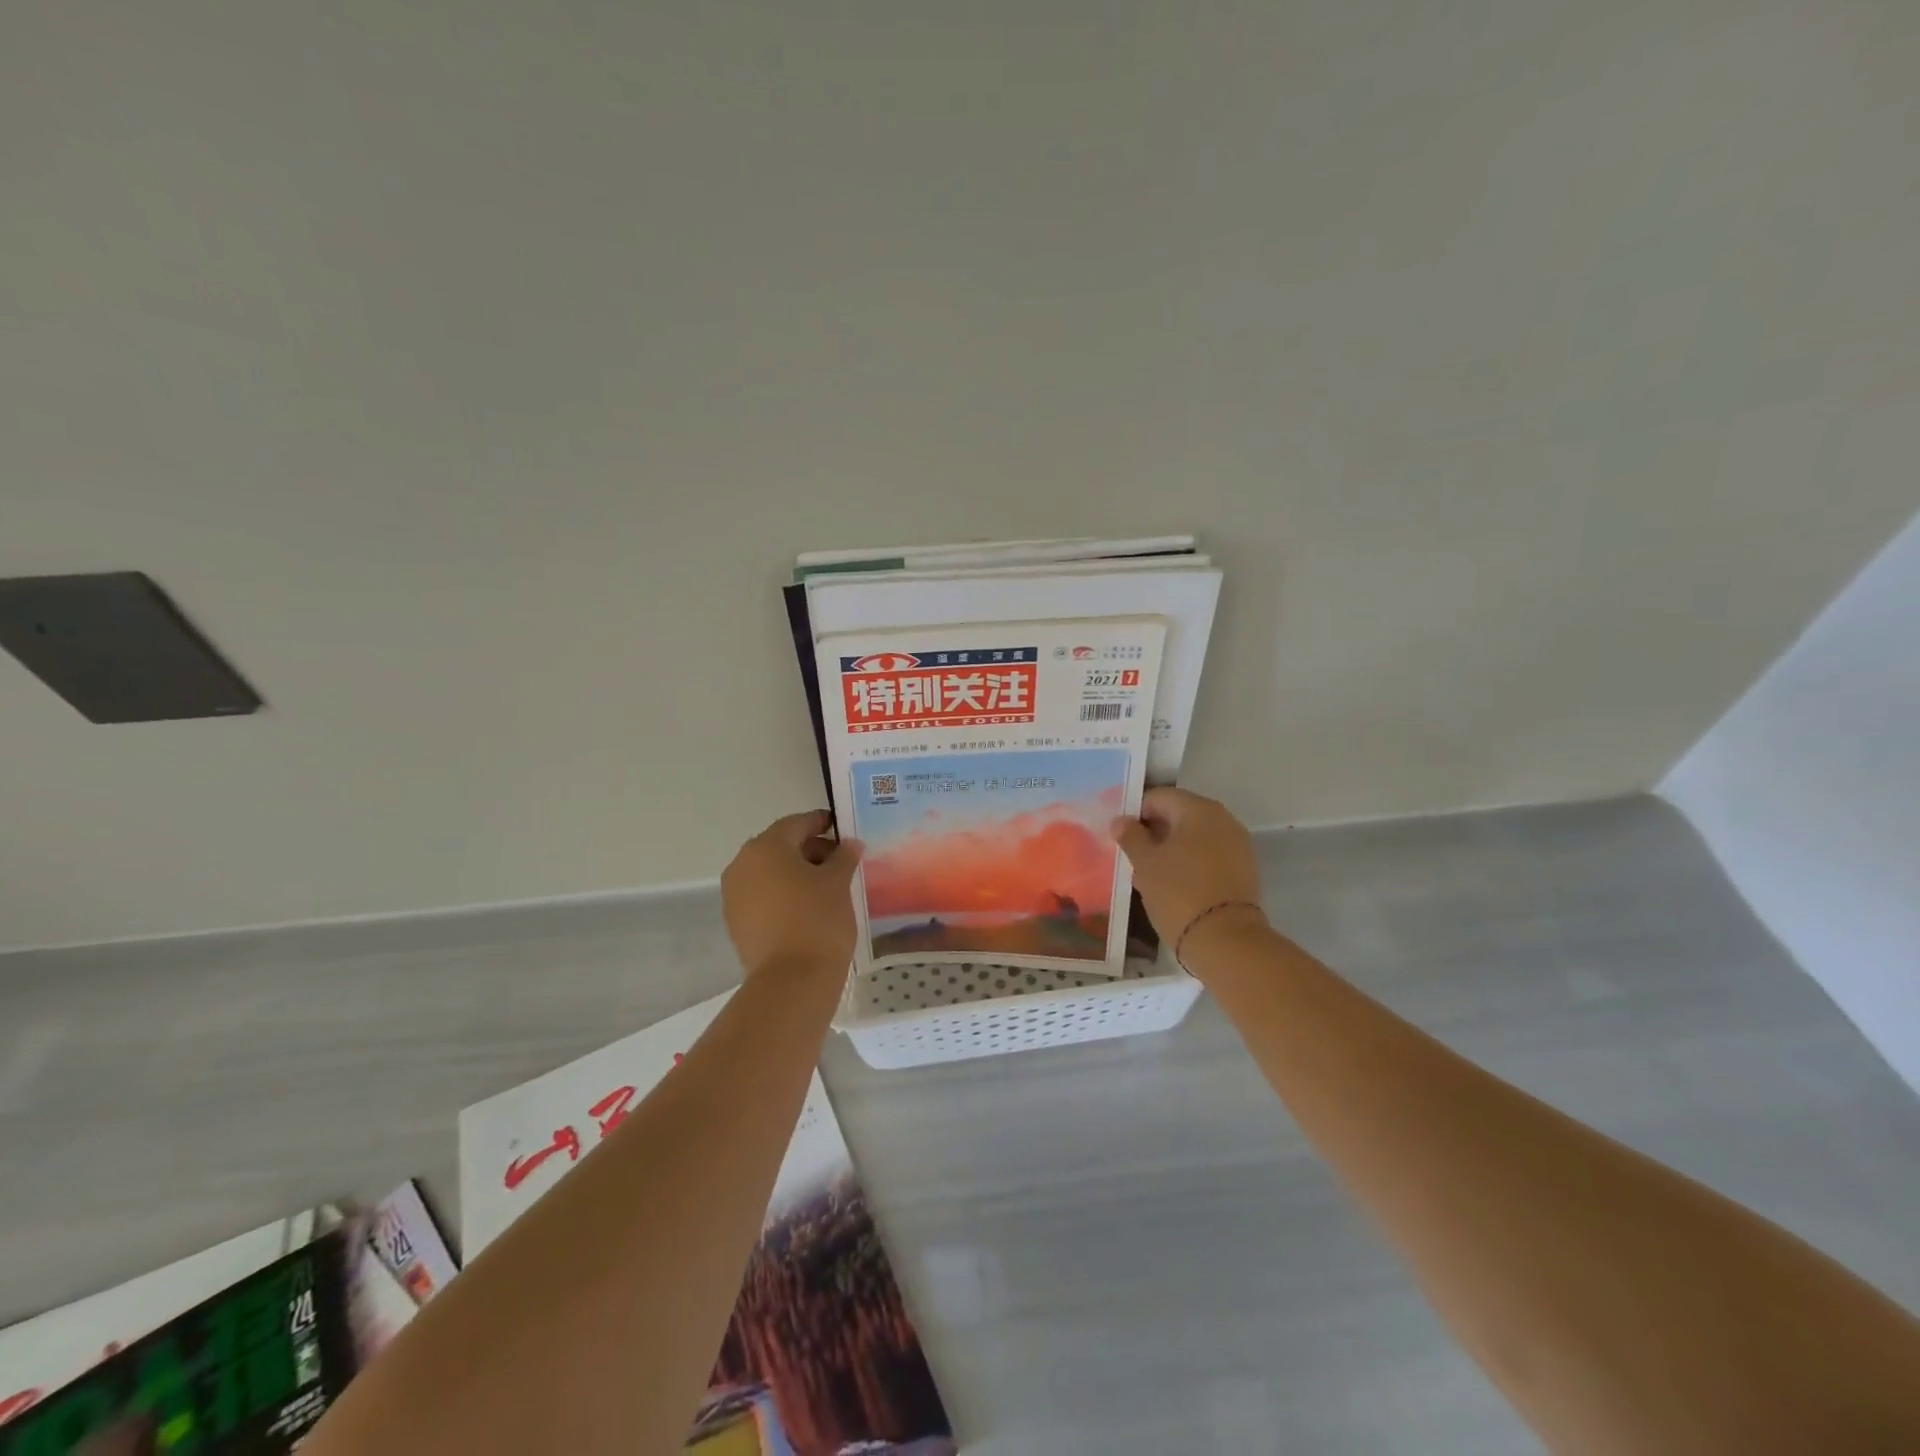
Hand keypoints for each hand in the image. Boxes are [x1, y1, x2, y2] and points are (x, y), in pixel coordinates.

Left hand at [722, 810, 863, 980]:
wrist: (791, 982)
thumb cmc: (818, 920)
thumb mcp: (838, 882)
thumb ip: (844, 856)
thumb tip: (849, 843)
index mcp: (766, 847)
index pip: (797, 823)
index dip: (822, 822)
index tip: (843, 829)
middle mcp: (742, 864)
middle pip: (780, 846)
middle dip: (810, 849)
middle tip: (840, 861)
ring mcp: (734, 895)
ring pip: (770, 872)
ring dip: (796, 873)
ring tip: (827, 887)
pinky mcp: (736, 922)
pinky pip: (763, 895)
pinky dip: (783, 894)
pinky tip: (808, 907)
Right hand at [1112, 788, 1266, 959]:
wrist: (1227, 941)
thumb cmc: (1179, 894)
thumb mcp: (1145, 864)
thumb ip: (1131, 836)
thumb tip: (1121, 820)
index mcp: (1198, 809)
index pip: (1158, 797)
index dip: (1136, 813)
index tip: (1121, 838)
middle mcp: (1223, 819)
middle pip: (1179, 814)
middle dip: (1154, 832)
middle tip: (1133, 858)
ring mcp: (1238, 844)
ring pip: (1195, 836)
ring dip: (1172, 849)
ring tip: (1151, 875)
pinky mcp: (1245, 869)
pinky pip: (1210, 855)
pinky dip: (1191, 863)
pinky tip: (1176, 885)